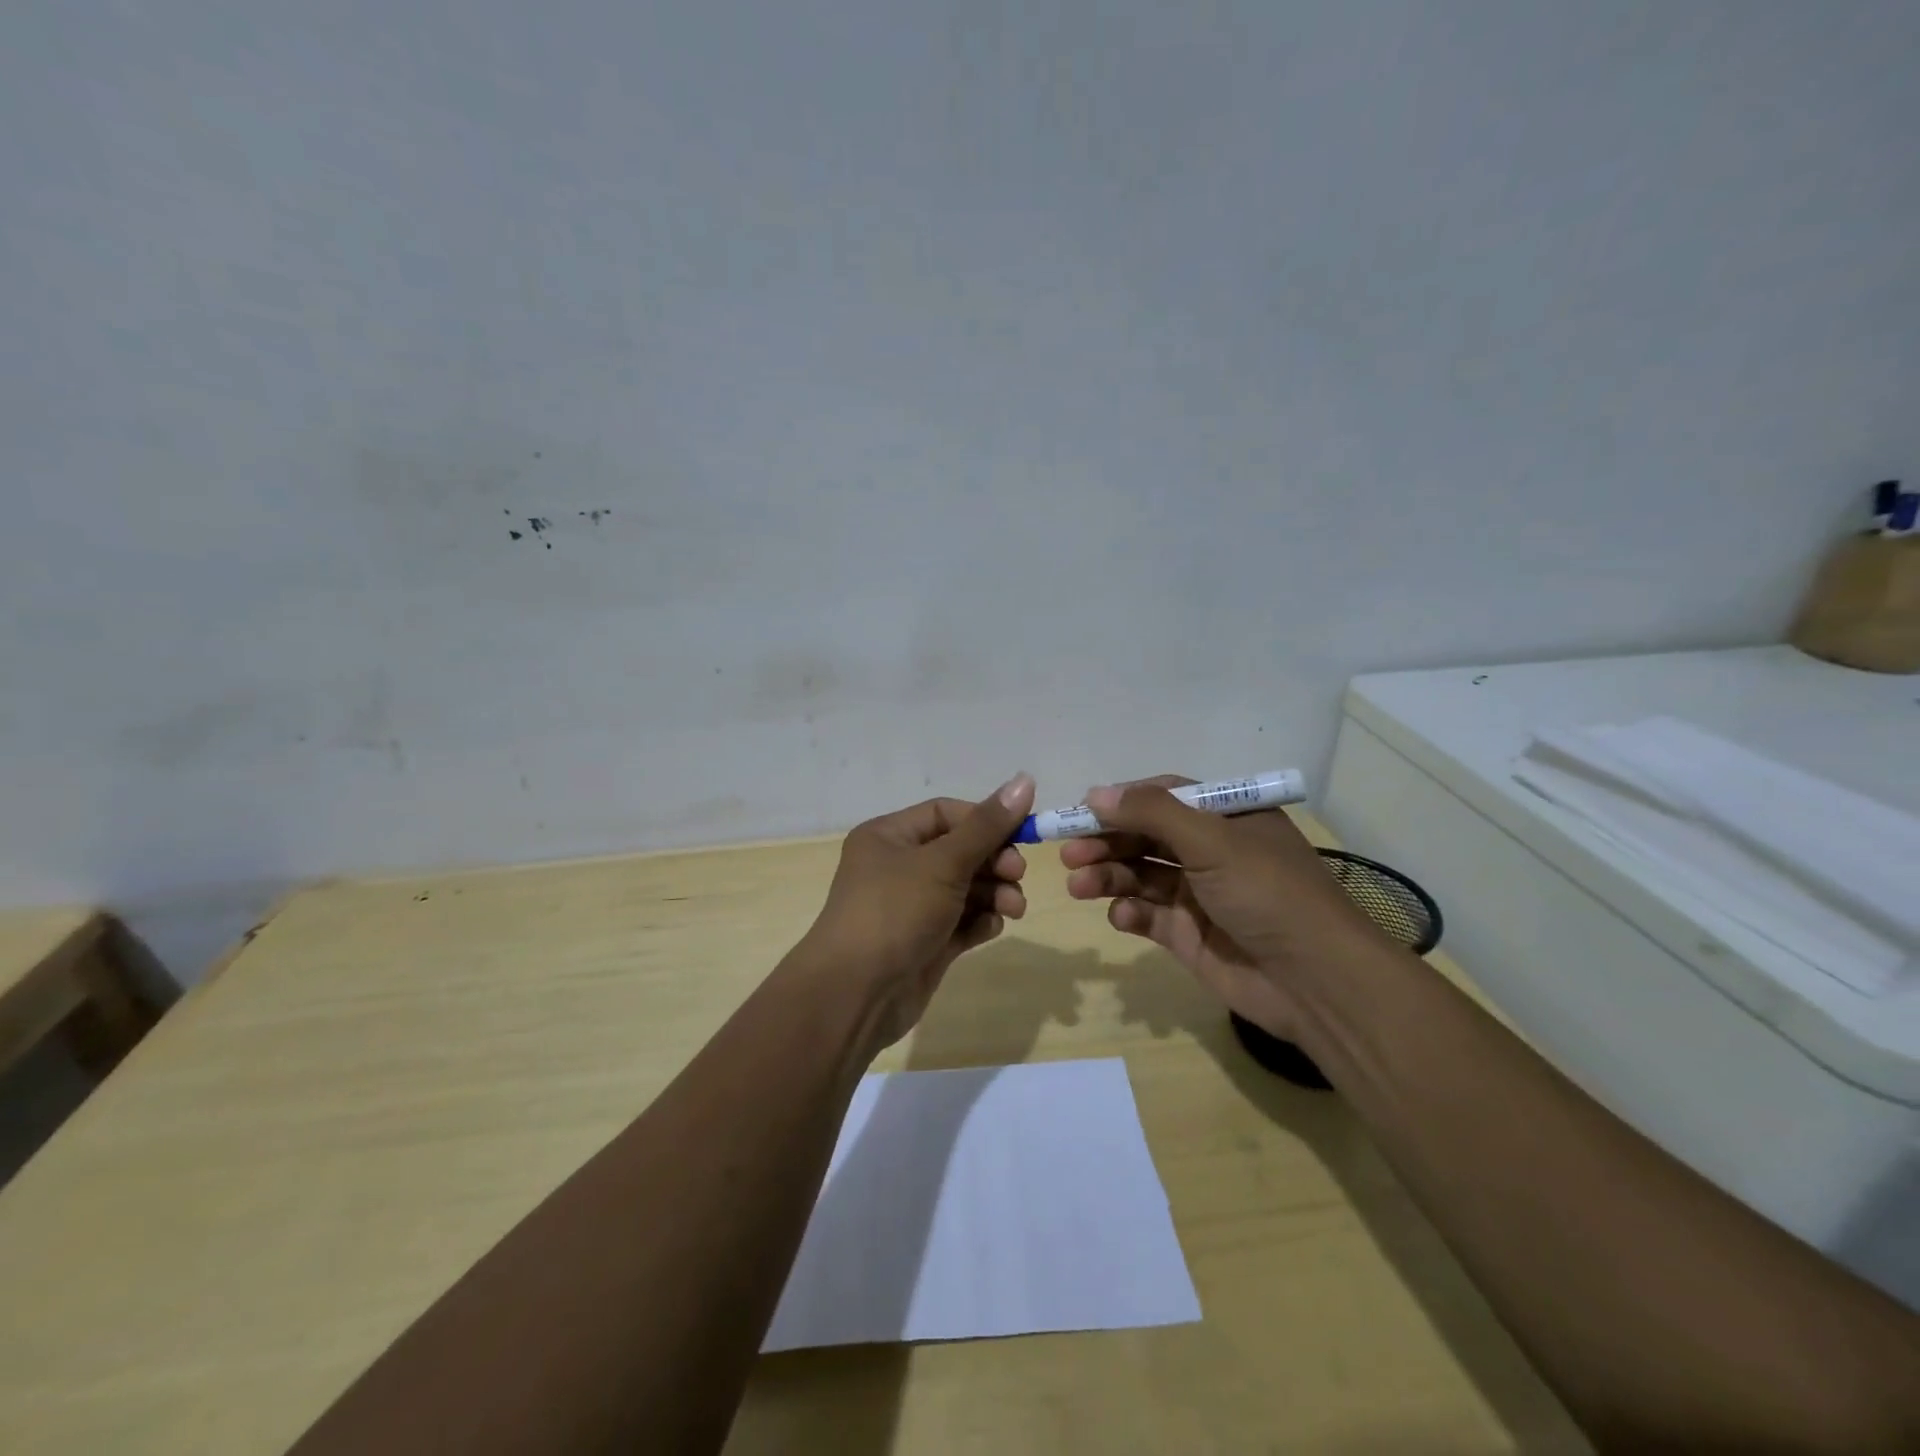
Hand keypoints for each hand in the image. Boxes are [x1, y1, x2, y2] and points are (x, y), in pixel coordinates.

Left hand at [798, 773, 1036, 1048]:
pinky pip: (962, 921)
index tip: (1022, 833)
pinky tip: (990, 928)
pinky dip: (980, 921)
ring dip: (995, 893)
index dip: (985, 820)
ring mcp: (912, 907)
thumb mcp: (943, 863)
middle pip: (960, 851)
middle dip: (994, 861)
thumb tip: (1025, 780)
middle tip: (1017, 874)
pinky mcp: (926, 942)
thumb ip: (988, 826)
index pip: (946, 813)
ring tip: (1013, 908)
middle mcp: (898, 867)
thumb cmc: (895, 912)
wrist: (856, 994)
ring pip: (965, 888)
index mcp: (889, 836)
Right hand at [1061, 775, 1393, 1039]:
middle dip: (1106, 842)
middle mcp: (1210, 851)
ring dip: (1108, 877)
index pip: (1162, 797)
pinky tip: (1121, 917)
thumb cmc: (1267, 893)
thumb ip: (1150, 813)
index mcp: (1225, 818)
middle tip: (1069, 855)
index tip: (1081, 812)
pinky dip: (1129, 913)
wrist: (1314, 982)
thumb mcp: (1211, 840)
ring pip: (1139, 875)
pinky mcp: (1188, 934)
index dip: (1121, 802)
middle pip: (1144, 837)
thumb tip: (1095, 793)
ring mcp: (1198, 894)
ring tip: (1078, 886)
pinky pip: (1147, 915)